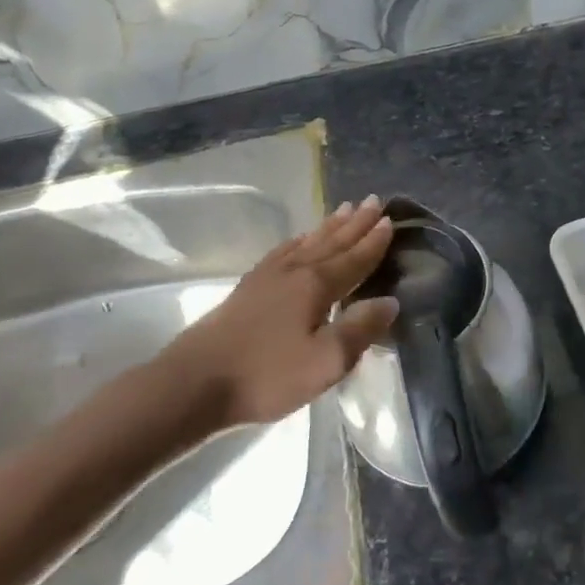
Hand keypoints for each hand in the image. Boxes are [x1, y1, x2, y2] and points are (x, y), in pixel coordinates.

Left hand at [156, 196, 398, 431]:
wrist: (194, 382)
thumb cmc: (266, 375)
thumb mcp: (325, 362)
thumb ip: (360, 330)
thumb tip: (390, 301)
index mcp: (317, 286)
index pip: (354, 259)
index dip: (374, 242)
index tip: (390, 220)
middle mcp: (295, 271)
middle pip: (332, 242)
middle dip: (355, 224)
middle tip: (374, 201)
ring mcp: (268, 277)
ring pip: (308, 243)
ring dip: (329, 227)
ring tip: (345, 209)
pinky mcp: (248, 287)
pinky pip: (282, 251)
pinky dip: (298, 241)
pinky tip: (299, 240)